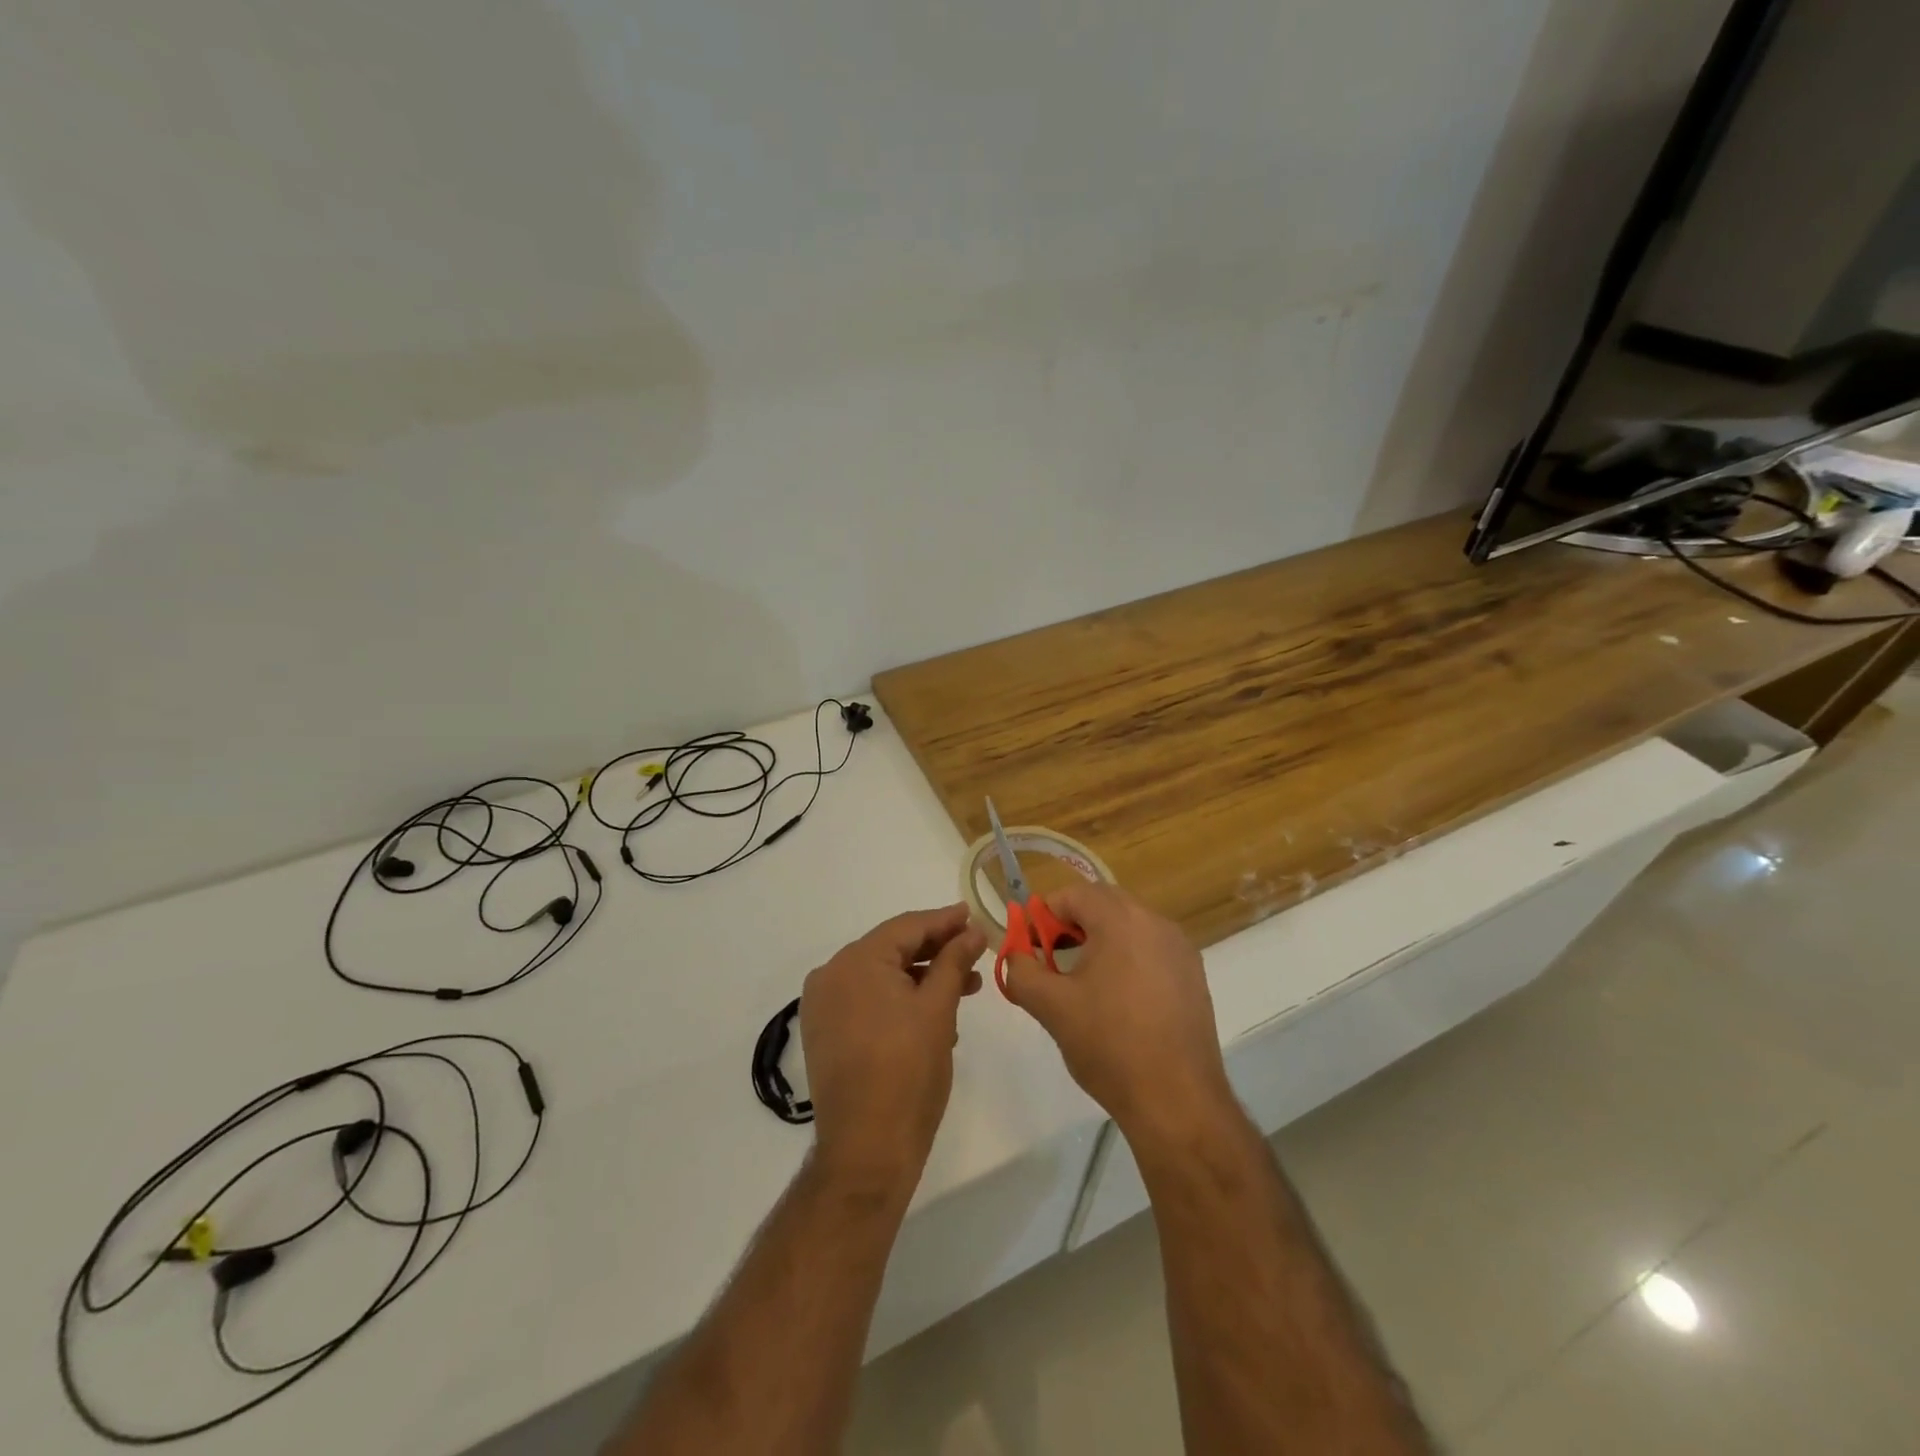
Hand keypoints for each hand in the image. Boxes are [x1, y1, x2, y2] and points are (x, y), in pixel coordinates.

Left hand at [800, 904, 986, 1191]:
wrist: (866, 1150)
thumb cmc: (907, 1072)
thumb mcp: (938, 1009)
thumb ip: (954, 961)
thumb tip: (972, 931)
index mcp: (855, 961)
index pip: (906, 927)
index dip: (944, 921)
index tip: (973, 916)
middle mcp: (831, 975)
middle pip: (891, 949)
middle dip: (936, 952)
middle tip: (975, 954)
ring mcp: (823, 1006)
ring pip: (881, 977)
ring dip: (922, 979)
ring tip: (964, 989)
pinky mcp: (825, 1033)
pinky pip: (867, 1001)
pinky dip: (899, 1001)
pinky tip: (933, 1015)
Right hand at [1002, 884, 1234, 1151]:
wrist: (1177, 1100)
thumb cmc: (1109, 1045)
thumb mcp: (1051, 1006)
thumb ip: (1022, 971)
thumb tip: (1016, 956)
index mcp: (1122, 920)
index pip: (1074, 894)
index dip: (1045, 915)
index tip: (1031, 946)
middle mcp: (1156, 922)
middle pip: (1104, 903)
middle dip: (1072, 924)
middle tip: (1051, 959)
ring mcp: (1180, 948)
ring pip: (1129, 926)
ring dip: (1100, 940)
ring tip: (1081, 981)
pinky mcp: (1193, 975)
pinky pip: (1151, 949)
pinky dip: (1127, 958)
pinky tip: (1117, 999)